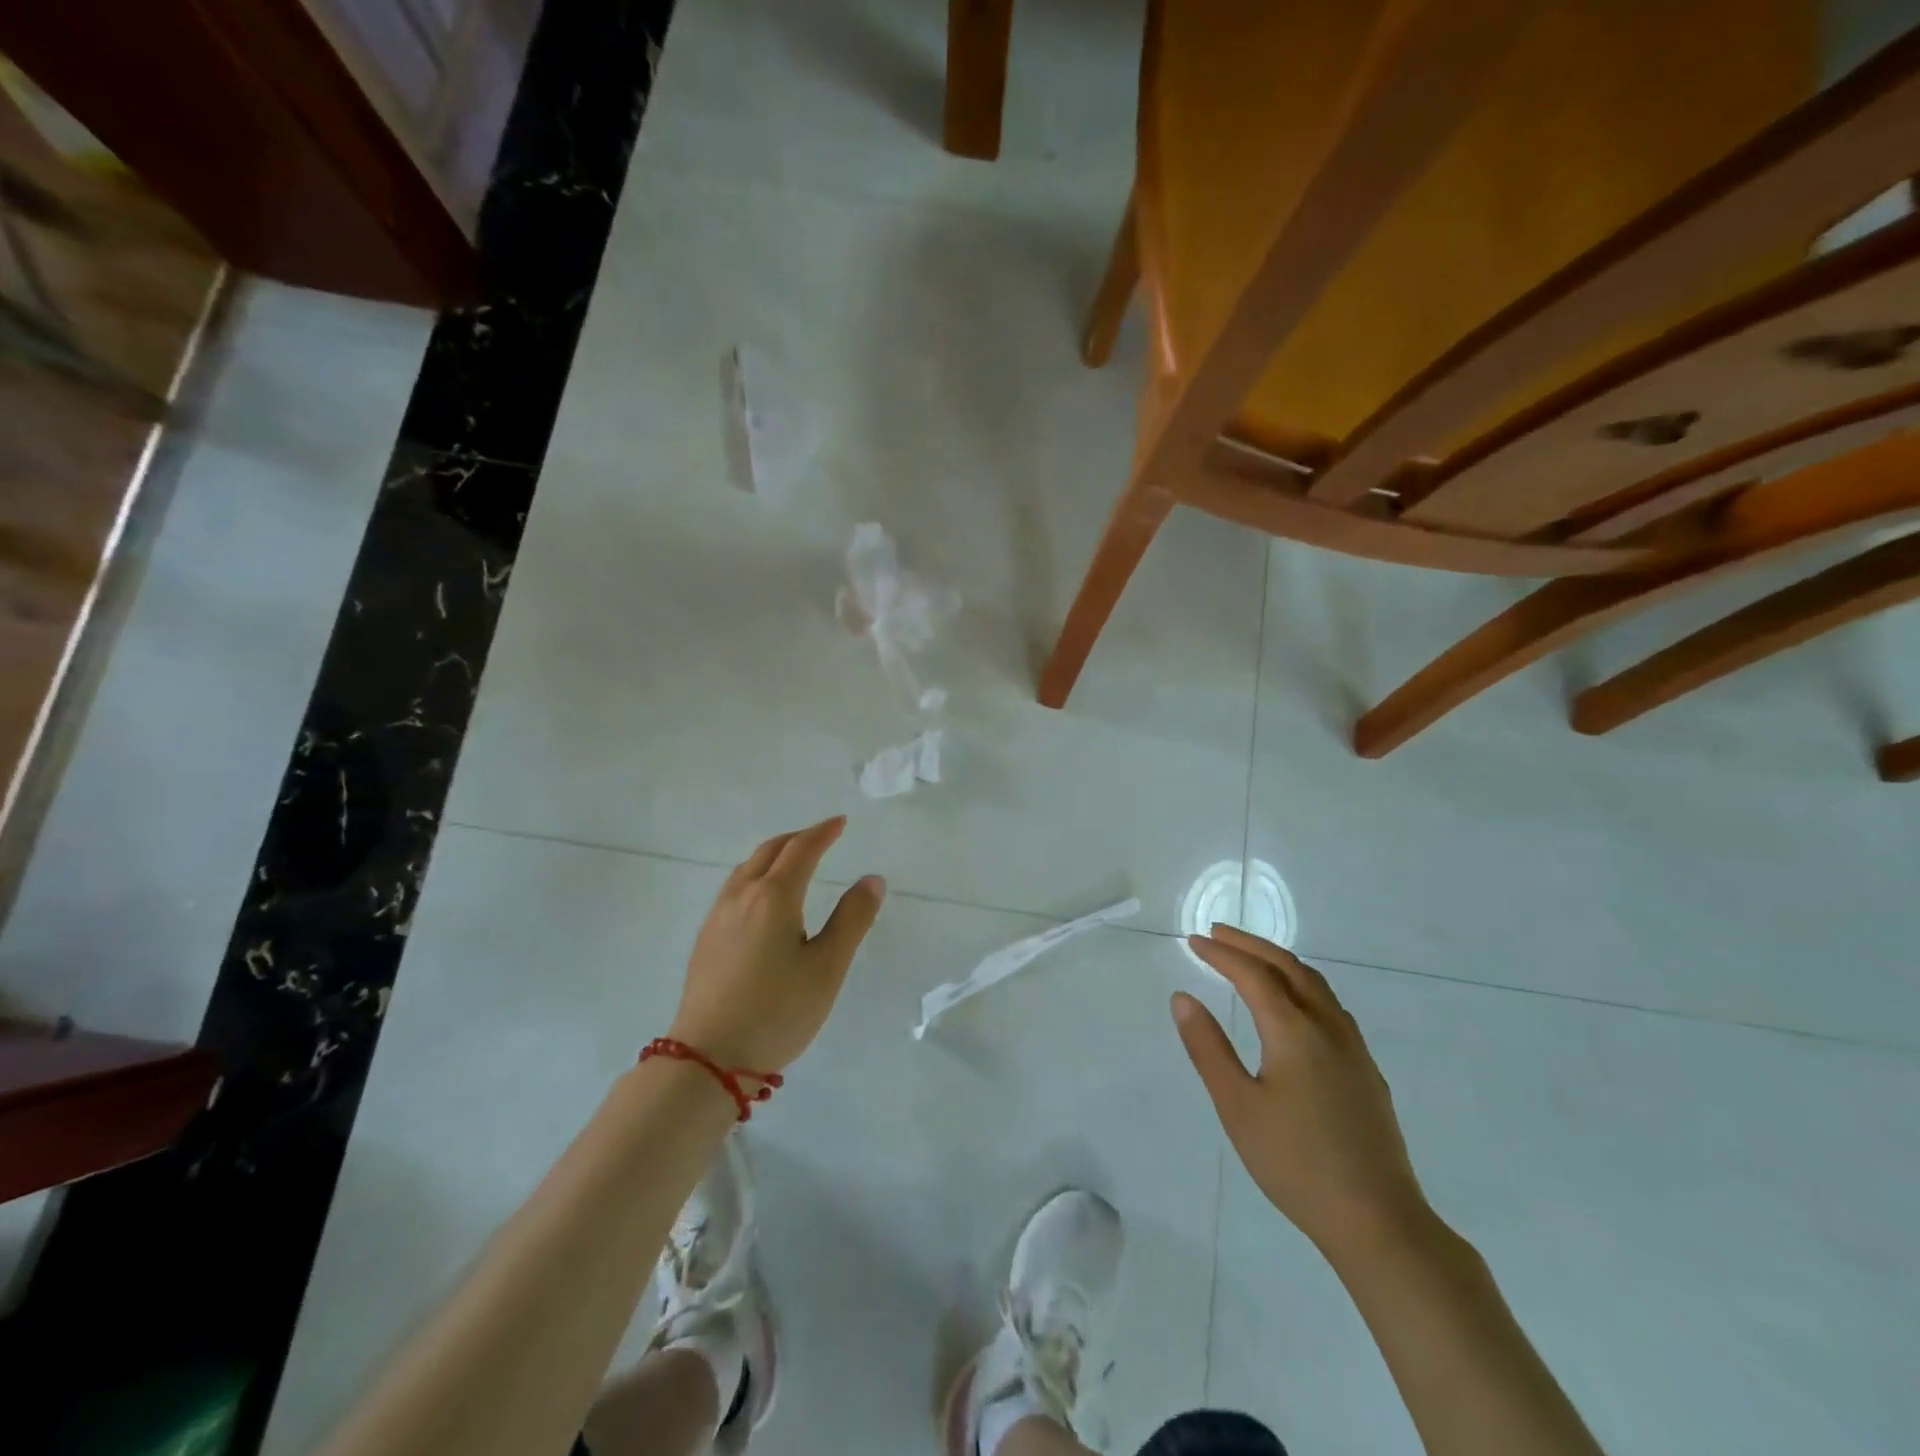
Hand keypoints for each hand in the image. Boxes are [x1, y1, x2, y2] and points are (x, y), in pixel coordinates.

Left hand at [669, 816, 885, 1071]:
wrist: (708, 1059)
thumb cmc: (777, 1011)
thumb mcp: (827, 967)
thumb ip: (852, 919)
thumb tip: (872, 878)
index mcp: (774, 897)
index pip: (801, 850)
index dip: (823, 832)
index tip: (840, 822)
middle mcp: (741, 897)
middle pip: (769, 851)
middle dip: (797, 838)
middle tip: (821, 837)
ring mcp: (717, 918)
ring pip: (746, 868)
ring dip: (773, 854)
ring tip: (794, 861)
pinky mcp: (706, 940)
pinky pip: (734, 888)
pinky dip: (756, 875)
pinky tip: (762, 900)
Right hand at [1173, 925, 1429, 1258]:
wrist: (1378, 1221)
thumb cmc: (1295, 1163)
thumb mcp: (1237, 1106)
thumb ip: (1208, 1047)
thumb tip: (1183, 998)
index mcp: (1294, 1031)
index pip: (1253, 975)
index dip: (1222, 953)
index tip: (1194, 940)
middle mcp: (1328, 1027)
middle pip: (1289, 967)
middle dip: (1251, 946)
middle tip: (1217, 933)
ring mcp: (1353, 1048)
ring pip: (1315, 984)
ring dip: (1279, 962)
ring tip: (1251, 959)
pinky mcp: (1366, 1070)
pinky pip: (1330, 1005)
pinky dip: (1301, 985)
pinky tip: (1293, 1004)